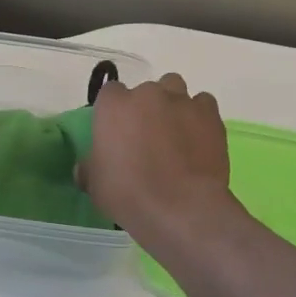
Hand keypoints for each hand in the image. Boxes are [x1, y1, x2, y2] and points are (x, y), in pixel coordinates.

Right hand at [80, 73, 233, 244]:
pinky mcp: (210, 115)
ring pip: (175, 89)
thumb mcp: (94, 184)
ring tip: (175, 132)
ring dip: (173, 105)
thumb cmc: (128, 193)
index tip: (117, 132)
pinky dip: (199, 116)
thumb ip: (89, 168)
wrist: (181, 207)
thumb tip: (85, 168)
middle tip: (147, 136)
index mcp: (114, 106)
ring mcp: (181, 101)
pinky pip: (203, 105)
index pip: (110, 93)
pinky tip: (198, 138)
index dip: (114, 111)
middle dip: (146, 107)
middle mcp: (147, 94)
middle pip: (146, 90)